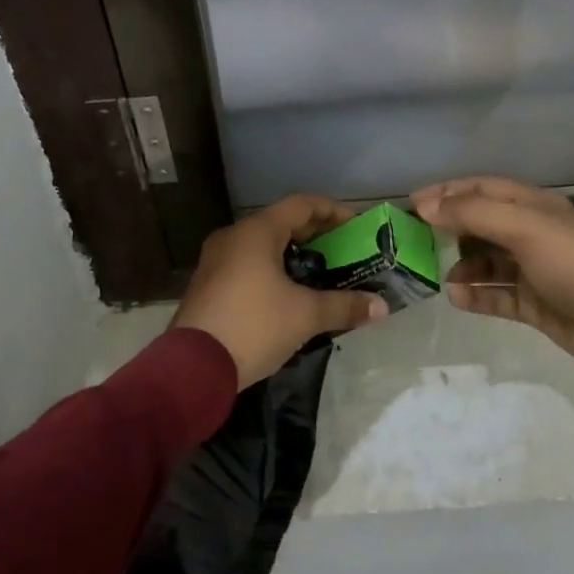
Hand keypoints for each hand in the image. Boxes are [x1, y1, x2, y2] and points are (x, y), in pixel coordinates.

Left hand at [172, 194, 388, 387]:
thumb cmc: (253, 326)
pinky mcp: (208, 285)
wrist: (192, 369)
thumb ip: (345, 306)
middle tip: (344, 251)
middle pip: (281, 223)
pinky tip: (289, 295)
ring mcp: (216, 261)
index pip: (301, 204)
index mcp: (256, 232)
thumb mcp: (305, 315)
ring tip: (321, 274)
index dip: (332, 210)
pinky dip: (272, 271)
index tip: (356, 225)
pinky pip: (247, 265)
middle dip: (315, 235)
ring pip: (262, 246)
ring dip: (293, 255)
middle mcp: (233, 237)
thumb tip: (382, 307)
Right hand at [410, 176, 573, 380]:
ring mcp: (532, 269)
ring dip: (461, 266)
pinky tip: (457, 298)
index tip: (412, 203)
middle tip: (415, 240)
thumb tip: (426, 206)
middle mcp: (531, 233)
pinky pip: (495, 294)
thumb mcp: (522, 228)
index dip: (447, 191)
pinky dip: (475, 295)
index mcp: (533, 206)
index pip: (482, 188)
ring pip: (485, 261)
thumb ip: (472, 213)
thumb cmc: (570, 264)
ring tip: (439, 276)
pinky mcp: (532, 302)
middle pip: (481, 223)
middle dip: (449, 229)